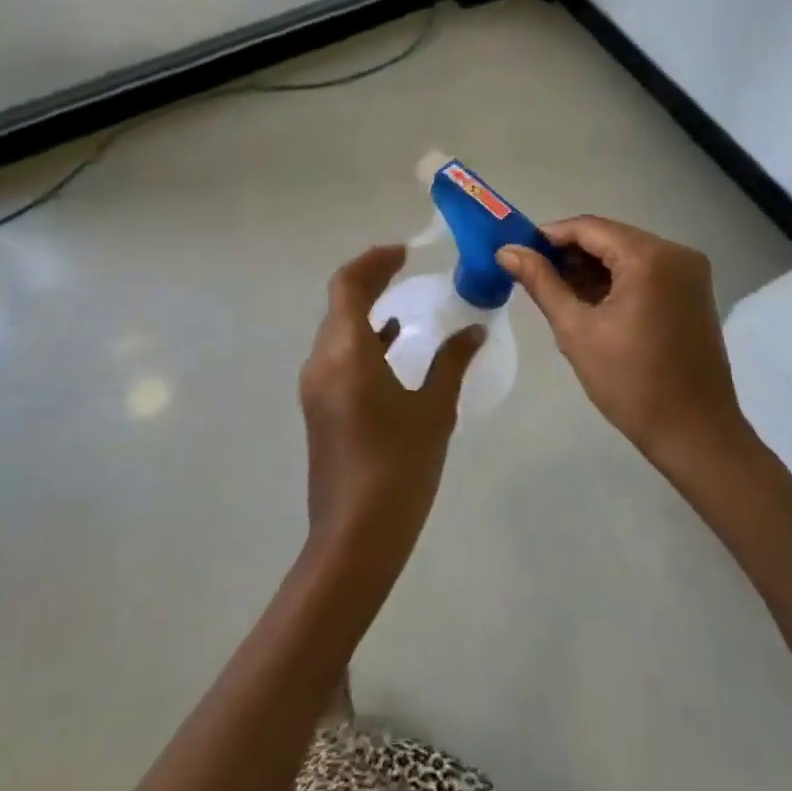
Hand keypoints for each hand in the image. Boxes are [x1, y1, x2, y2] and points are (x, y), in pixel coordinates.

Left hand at [299, 245, 484, 585]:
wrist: (355, 538)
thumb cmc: (399, 467)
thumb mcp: (434, 409)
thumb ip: (452, 361)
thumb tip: (473, 329)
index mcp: (346, 352)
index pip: (347, 285)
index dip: (373, 261)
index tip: (404, 252)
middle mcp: (322, 361)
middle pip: (339, 302)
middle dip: (370, 278)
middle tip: (405, 266)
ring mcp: (317, 386)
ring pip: (337, 328)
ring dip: (365, 307)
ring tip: (402, 296)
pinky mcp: (321, 407)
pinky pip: (339, 354)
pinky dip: (363, 337)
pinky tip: (392, 341)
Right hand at [498, 218, 748, 471]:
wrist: (696, 434)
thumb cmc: (631, 383)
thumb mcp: (576, 330)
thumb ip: (541, 283)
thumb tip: (507, 250)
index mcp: (649, 257)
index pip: (589, 228)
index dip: (550, 236)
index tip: (519, 252)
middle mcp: (675, 252)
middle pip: (610, 237)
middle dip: (571, 253)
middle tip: (534, 275)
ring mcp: (690, 271)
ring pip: (627, 253)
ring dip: (593, 267)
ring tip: (559, 292)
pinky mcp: (694, 290)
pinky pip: (647, 270)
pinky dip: (618, 279)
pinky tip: (592, 301)